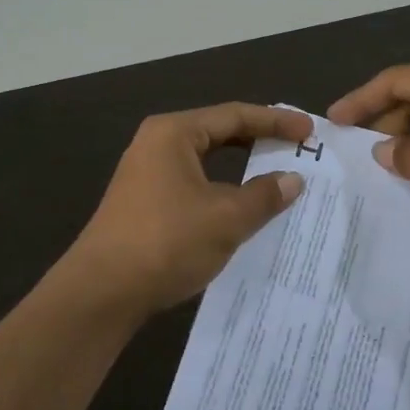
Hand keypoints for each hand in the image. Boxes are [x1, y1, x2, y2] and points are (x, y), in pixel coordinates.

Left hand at [64, 104, 311, 318]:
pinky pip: (194, 182)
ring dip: (241, 166)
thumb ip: (264, 196)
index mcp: (174, 132)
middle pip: (219, 132)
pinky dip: (222, 188)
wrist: (100, 293)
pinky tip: (241, 206)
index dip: (276, 122)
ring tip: (276, 172)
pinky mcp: (144, 202)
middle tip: (297, 147)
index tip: (308, 132)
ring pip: (206, 160)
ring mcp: (147, 173)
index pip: (235, 115)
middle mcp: (157, 143)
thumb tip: (293, 179)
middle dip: (259, 139)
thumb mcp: (225, 218)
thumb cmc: (166, 242)